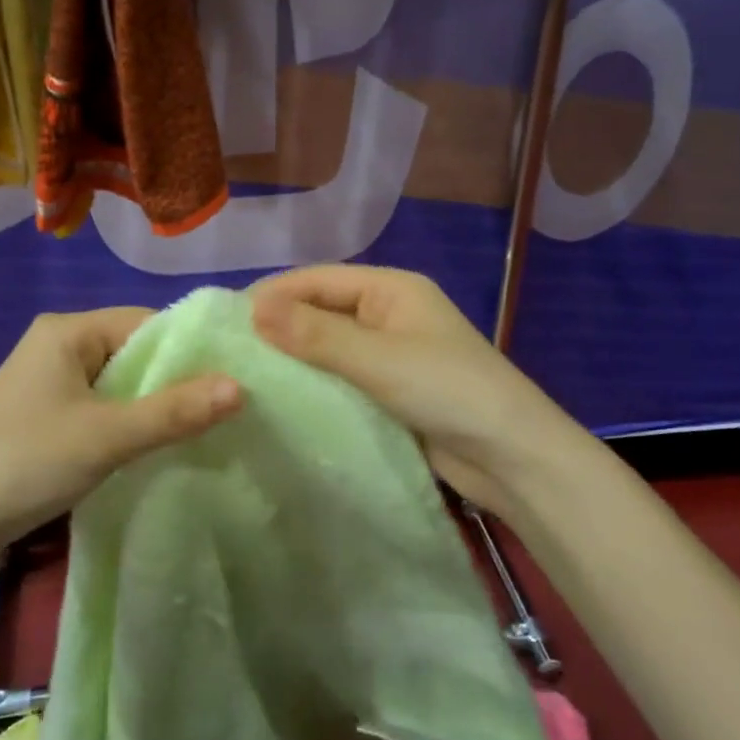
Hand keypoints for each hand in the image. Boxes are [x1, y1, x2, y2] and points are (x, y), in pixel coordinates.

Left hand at [0, 307, 241, 568]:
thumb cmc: (22, 463)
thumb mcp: (105, 437)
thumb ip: (173, 411)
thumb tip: (240, 386)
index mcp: (68, 330)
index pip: (147, 323)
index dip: (190, 350)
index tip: (234, 380)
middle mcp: (59, 346)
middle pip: (134, 353)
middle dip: (175, 382)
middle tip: (226, 412)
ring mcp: (50, 383)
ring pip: (119, 385)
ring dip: (153, 407)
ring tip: (202, 432)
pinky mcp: (45, 418)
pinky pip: (101, 409)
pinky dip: (128, 425)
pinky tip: (156, 449)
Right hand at [249, 265, 574, 515]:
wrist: (514, 459)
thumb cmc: (447, 390)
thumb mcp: (377, 358)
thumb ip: (314, 334)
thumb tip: (252, 309)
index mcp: (390, 289)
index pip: (317, 280)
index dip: (272, 295)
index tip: (226, 321)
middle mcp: (388, 314)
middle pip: (322, 311)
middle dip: (280, 328)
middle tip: (230, 353)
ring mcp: (391, 354)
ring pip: (330, 348)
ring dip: (295, 360)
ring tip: (246, 378)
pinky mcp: (391, 392)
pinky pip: (343, 379)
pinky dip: (316, 386)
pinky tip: (282, 402)